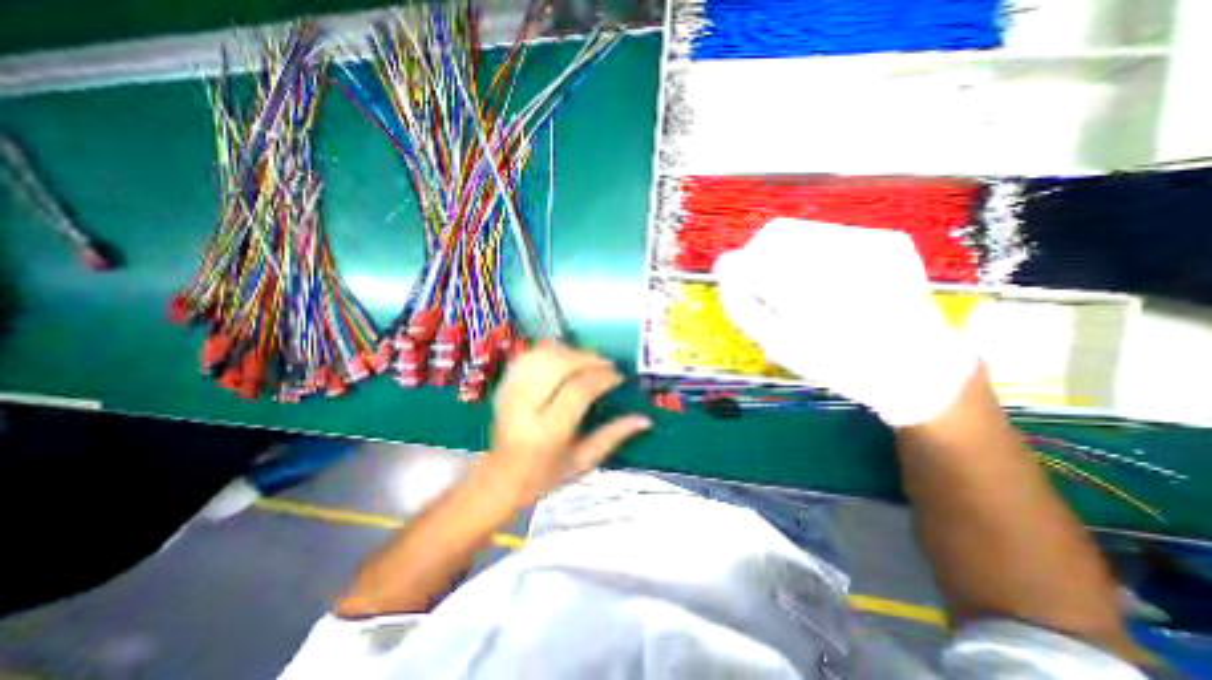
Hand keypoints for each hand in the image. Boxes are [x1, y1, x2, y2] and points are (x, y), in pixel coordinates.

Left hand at [485, 339, 652, 504]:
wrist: (500, 477)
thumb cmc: (546, 475)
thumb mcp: (583, 462)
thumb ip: (613, 436)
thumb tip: (645, 418)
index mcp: (547, 432)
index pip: (578, 390)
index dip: (602, 378)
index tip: (618, 377)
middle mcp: (525, 407)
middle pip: (559, 366)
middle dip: (587, 358)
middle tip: (606, 364)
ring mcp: (510, 393)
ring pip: (543, 356)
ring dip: (570, 352)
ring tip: (588, 359)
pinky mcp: (503, 385)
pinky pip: (528, 356)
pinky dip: (549, 351)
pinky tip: (565, 356)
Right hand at [714, 217, 977, 427]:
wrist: (917, 367)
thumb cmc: (836, 363)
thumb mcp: (778, 344)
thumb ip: (742, 305)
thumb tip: (724, 268)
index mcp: (807, 294)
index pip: (750, 260)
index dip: (733, 267)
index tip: (730, 279)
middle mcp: (840, 258)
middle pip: (775, 233)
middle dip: (759, 254)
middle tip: (763, 282)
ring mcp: (871, 243)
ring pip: (803, 229)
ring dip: (787, 252)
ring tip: (797, 283)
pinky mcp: (889, 240)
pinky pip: (832, 234)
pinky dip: (816, 253)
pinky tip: (829, 280)